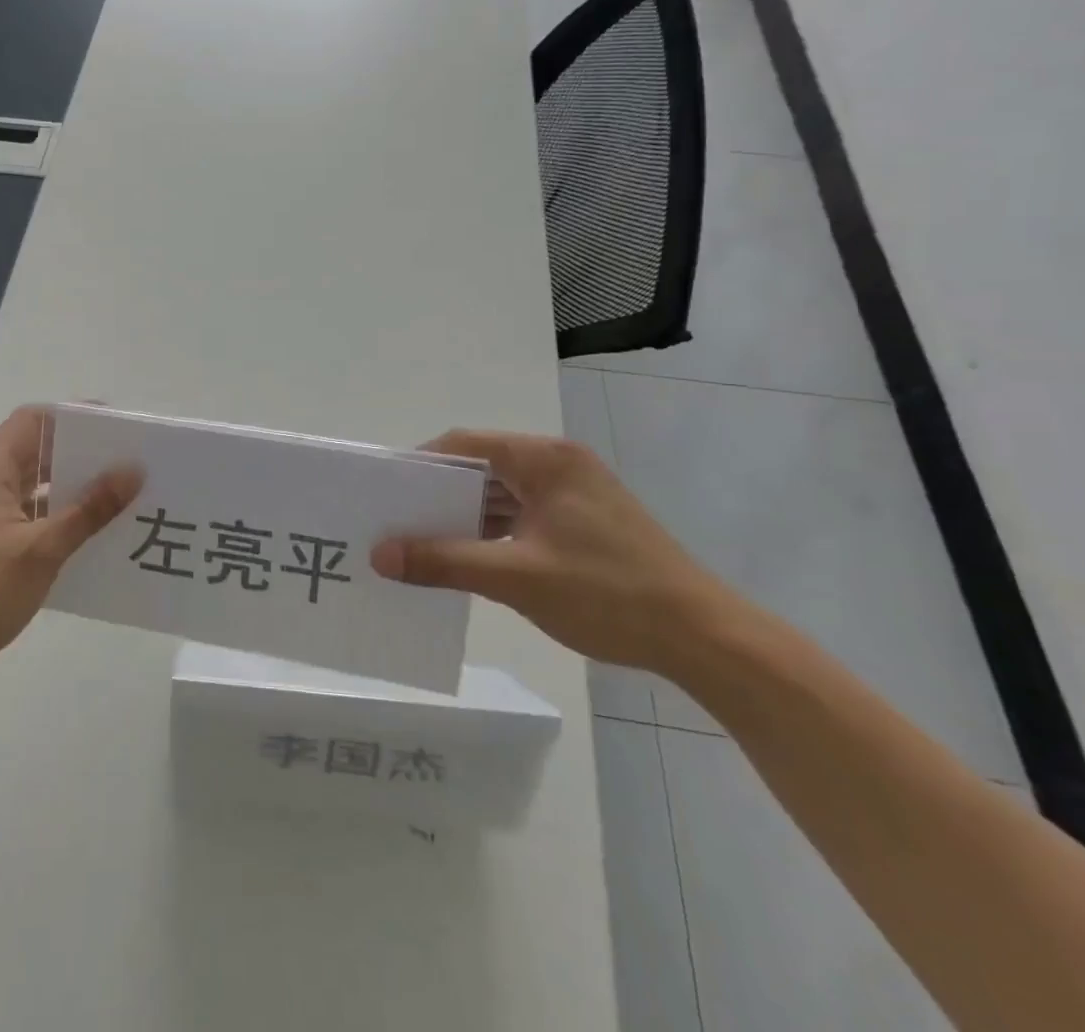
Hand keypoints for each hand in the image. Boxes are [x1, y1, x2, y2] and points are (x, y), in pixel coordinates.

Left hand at [0, 406, 141, 690]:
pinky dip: (61, 516)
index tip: (115, 426)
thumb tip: (133, 470)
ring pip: (37, 484)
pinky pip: (33, 514)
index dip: (72, 416)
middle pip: (37, 449)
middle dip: (81, 452)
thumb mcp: (41, 549)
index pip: (33, 420)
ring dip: (74, 487)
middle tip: (129, 461)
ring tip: (122, 494)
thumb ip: (89, 510)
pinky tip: (94, 532)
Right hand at [371, 429, 741, 675]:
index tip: (385, 492)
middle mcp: (558, 464)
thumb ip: (443, 561)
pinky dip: (491, 531)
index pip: (463, 444)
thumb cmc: (608, 594)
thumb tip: (378, 555)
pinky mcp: (583, 520)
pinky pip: (521, 514)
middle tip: (396, 520)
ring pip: (500, 492)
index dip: (419, 464)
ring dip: (464, 516)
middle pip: (480, 466)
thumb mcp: (516, 577)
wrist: (706, 639)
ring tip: (421, 542)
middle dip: (437, 494)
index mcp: (544, 459)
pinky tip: (467, 558)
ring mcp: (574, 493)